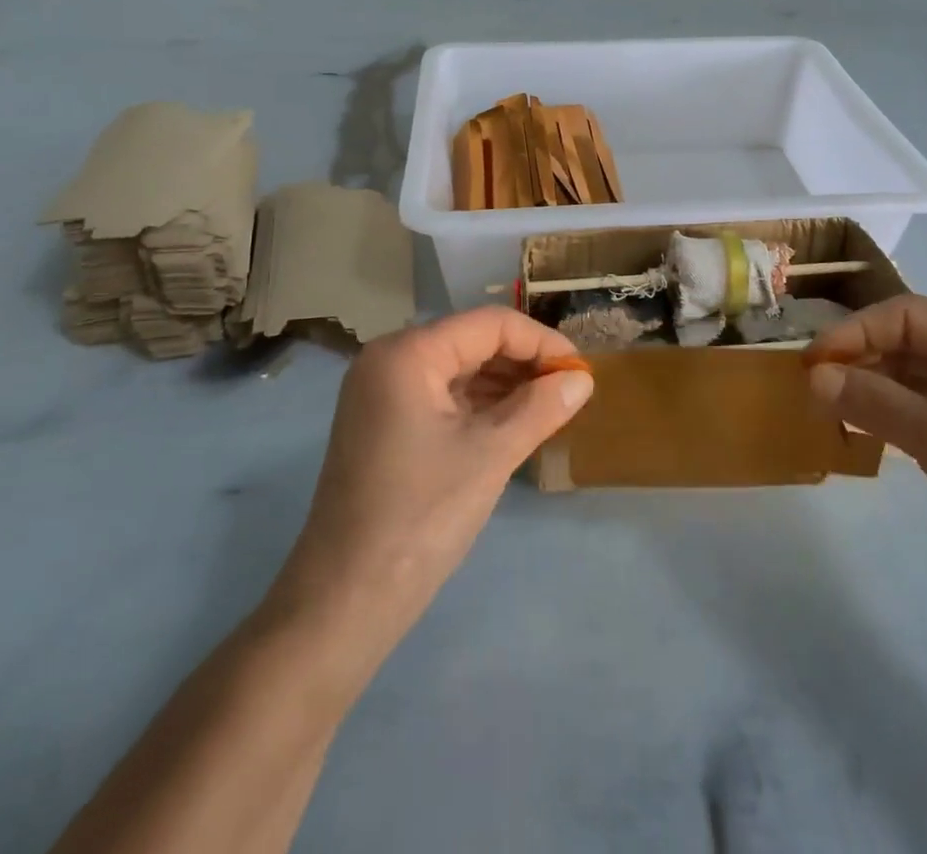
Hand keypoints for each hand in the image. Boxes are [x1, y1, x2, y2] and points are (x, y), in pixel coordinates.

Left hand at [264, 308, 593, 663]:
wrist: (343, 601)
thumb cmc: (420, 517)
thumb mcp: (490, 455)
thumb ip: (541, 408)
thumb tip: (583, 378)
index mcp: (407, 354)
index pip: (488, 325)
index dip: (540, 341)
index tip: (580, 369)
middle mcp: (388, 360)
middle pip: (471, 342)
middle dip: (523, 362)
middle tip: (569, 390)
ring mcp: (381, 393)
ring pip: (458, 369)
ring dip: (504, 384)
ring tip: (550, 407)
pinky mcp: (383, 423)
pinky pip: (441, 397)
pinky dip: (479, 405)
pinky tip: (513, 423)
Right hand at [806, 294, 926, 628]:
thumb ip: (876, 403)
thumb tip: (812, 376)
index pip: (913, 315)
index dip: (857, 332)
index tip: (812, 361)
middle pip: (912, 342)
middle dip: (861, 359)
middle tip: (811, 386)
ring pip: (914, 377)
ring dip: (870, 388)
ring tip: (825, 406)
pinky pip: (924, 411)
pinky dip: (889, 416)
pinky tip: (857, 428)